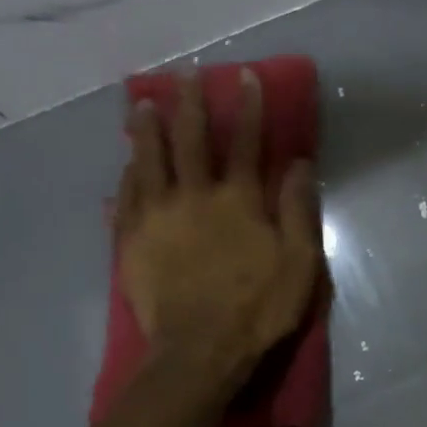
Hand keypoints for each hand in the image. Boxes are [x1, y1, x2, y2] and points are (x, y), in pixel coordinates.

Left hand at [116, 68, 321, 388]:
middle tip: (184, 75)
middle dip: (190, 104)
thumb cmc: (258, 308)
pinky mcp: (131, 240)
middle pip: (191, 140)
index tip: (245, 77)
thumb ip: (298, 211)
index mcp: (239, 201)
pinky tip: (126, 163)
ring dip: (148, 128)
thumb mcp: (299, 263)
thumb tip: (299, 164)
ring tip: (143, 104)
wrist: (200, 350)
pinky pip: (126, 196)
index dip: (248, 108)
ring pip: (149, 160)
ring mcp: (157, 216)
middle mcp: (195, 196)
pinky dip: (127, 174)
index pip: (246, 143)